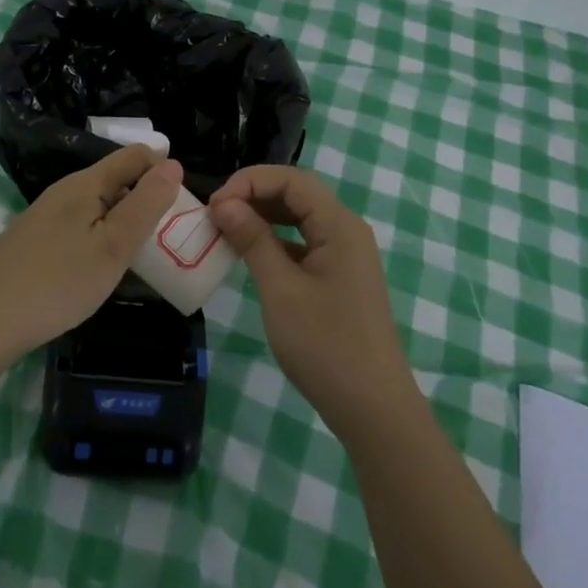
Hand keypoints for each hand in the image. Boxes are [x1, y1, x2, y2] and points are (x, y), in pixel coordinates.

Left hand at [0, 145, 183, 367]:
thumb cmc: (60, 282)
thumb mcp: (114, 245)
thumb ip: (146, 204)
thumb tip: (173, 163)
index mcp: (85, 183)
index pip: (134, 156)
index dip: (162, 170)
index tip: (178, 206)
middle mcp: (63, 190)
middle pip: (115, 179)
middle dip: (143, 198)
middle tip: (163, 237)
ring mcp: (44, 215)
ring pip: (95, 204)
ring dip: (121, 220)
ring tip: (136, 255)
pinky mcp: (32, 240)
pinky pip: (77, 225)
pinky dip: (97, 236)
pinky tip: (96, 268)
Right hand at [210, 165, 416, 439]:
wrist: (373, 408)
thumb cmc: (325, 345)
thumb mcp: (281, 290)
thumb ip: (253, 240)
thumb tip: (223, 203)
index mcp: (339, 225)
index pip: (291, 179)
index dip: (249, 182)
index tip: (214, 204)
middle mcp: (346, 230)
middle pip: (297, 194)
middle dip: (254, 196)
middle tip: (215, 215)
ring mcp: (345, 254)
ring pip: (299, 218)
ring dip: (262, 217)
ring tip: (225, 231)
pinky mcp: (340, 277)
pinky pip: (304, 243)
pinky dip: (275, 242)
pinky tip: (250, 255)